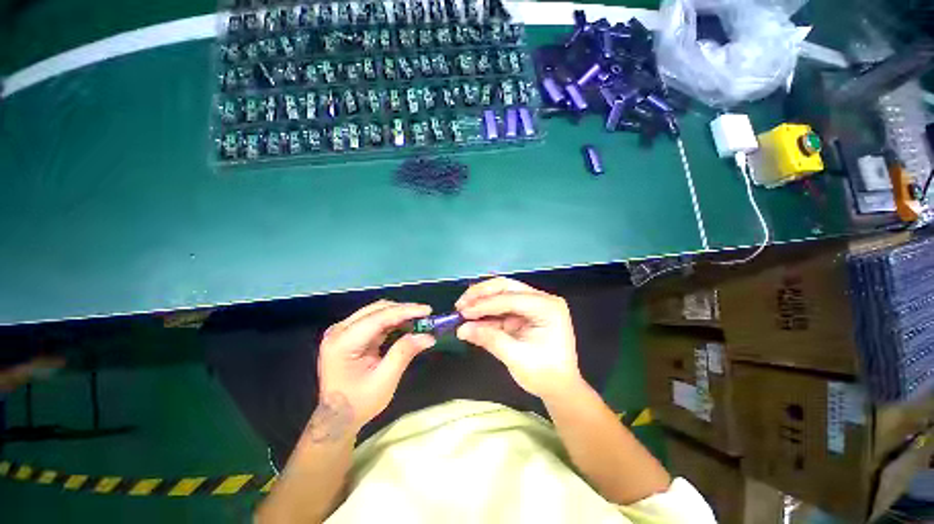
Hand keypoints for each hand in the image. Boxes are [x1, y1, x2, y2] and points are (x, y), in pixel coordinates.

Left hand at [316, 300, 435, 434]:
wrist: (336, 418)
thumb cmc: (359, 402)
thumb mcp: (385, 381)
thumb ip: (404, 353)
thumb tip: (428, 336)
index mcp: (343, 342)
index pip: (379, 318)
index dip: (405, 311)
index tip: (427, 310)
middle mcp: (339, 330)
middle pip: (377, 309)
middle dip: (403, 310)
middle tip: (425, 316)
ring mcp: (342, 331)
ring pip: (376, 311)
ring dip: (399, 314)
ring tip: (419, 321)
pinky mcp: (349, 333)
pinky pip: (374, 319)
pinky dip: (392, 321)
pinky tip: (405, 326)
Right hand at [455, 277, 580, 399]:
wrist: (559, 388)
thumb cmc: (545, 374)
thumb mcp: (517, 358)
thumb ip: (490, 339)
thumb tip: (462, 329)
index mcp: (547, 307)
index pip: (511, 299)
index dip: (485, 304)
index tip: (463, 312)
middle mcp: (541, 299)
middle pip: (506, 287)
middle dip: (481, 294)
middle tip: (460, 304)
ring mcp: (532, 304)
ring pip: (501, 293)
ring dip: (481, 302)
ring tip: (461, 311)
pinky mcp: (523, 313)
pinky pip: (500, 307)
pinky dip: (485, 313)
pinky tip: (471, 319)